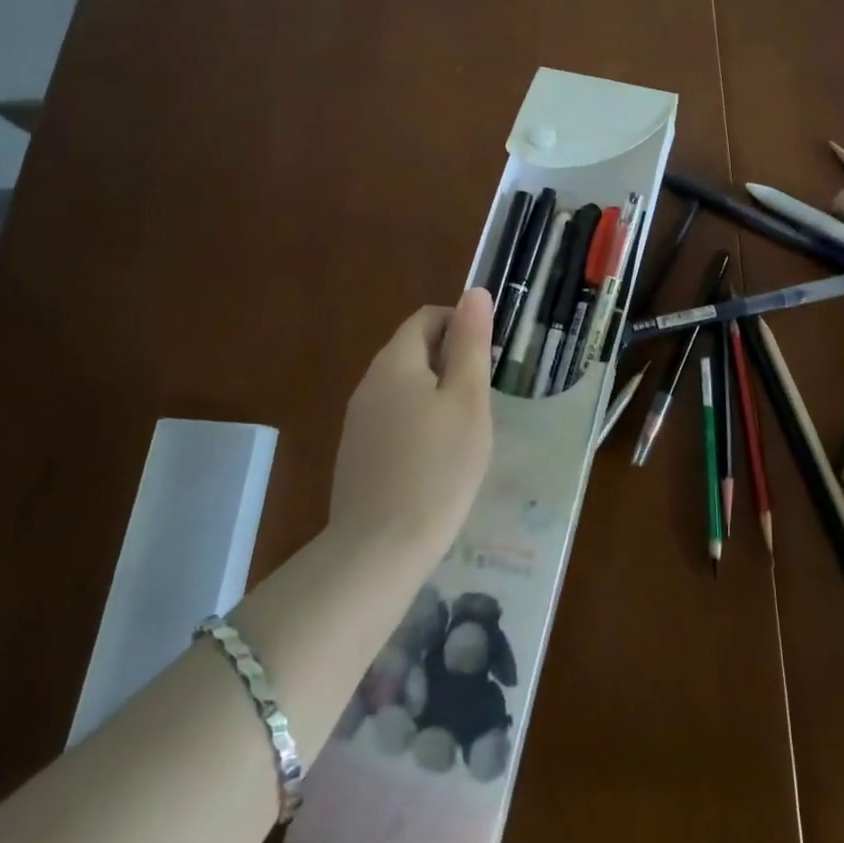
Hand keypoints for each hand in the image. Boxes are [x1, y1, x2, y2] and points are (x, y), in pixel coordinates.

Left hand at [327, 288, 494, 563]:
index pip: (427, 318)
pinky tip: (436, 459)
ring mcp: (358, 420)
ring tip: (465, 429)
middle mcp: (369, 382)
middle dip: (451, 361)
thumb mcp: (467, 400)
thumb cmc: (437, 467)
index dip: (461, 324)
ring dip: (436, 393)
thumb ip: (471, 343)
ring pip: (404, 386)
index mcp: (396, 361)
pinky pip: (393, 418)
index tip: (488, 357)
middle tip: (483, 396)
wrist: (378, 550)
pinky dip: (418, 422)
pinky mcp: (356, 453)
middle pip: (413, 350)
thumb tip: (473, 292)